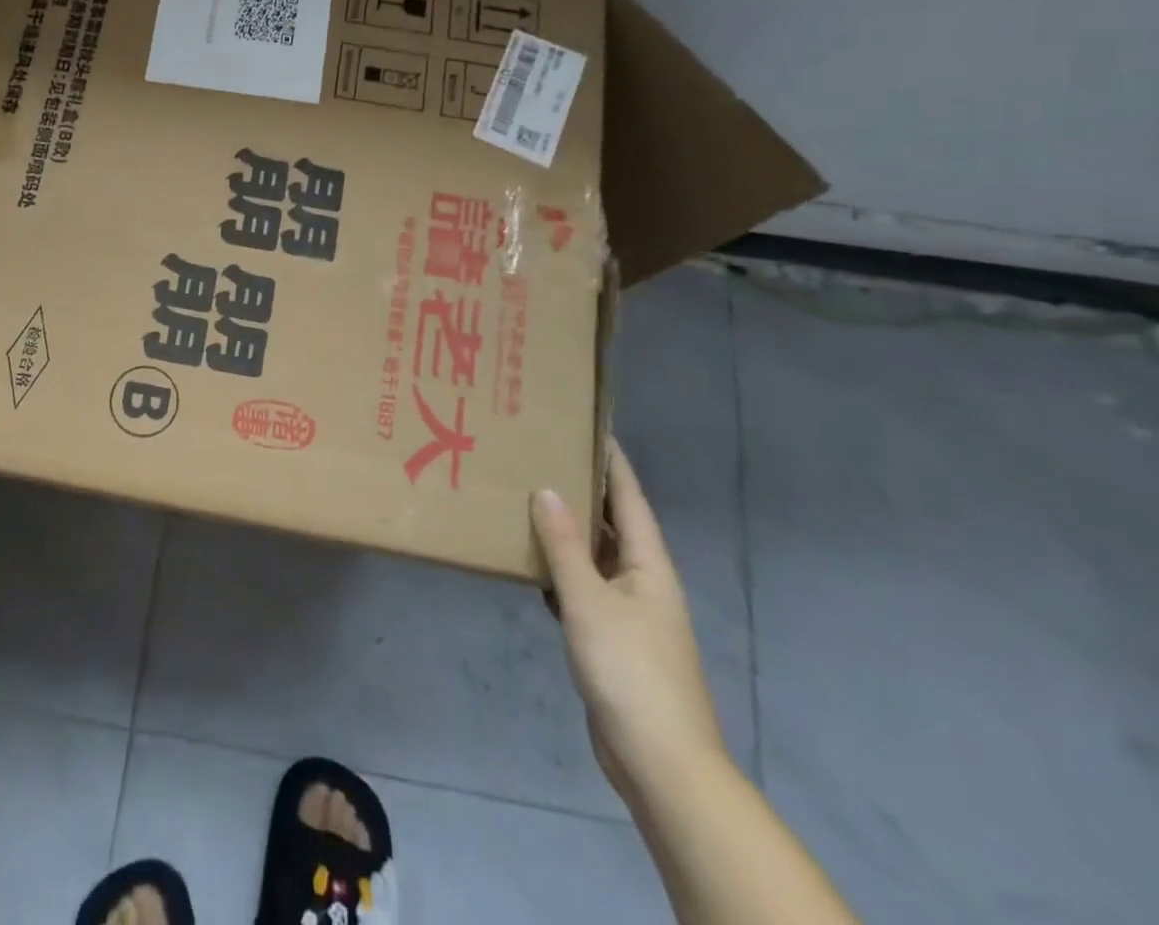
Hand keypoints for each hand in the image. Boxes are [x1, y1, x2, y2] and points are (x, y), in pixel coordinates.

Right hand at [531, 438, 725, 808]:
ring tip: (529, 499)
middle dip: (584, 492)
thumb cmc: (629, 670)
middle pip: (614, 525)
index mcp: (650, 566)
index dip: (613, 463)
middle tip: (544, 456)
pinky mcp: (611, 640)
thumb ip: (565, 545)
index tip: (589, 426)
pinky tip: (531, 564)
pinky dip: (560, 571)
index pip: (631, 499)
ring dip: (567, 532)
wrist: (660, 762)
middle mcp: (643, 583)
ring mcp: (629, 614)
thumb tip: (547, 489)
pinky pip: (583, 589)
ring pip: (595, 558)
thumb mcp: (590, 601)